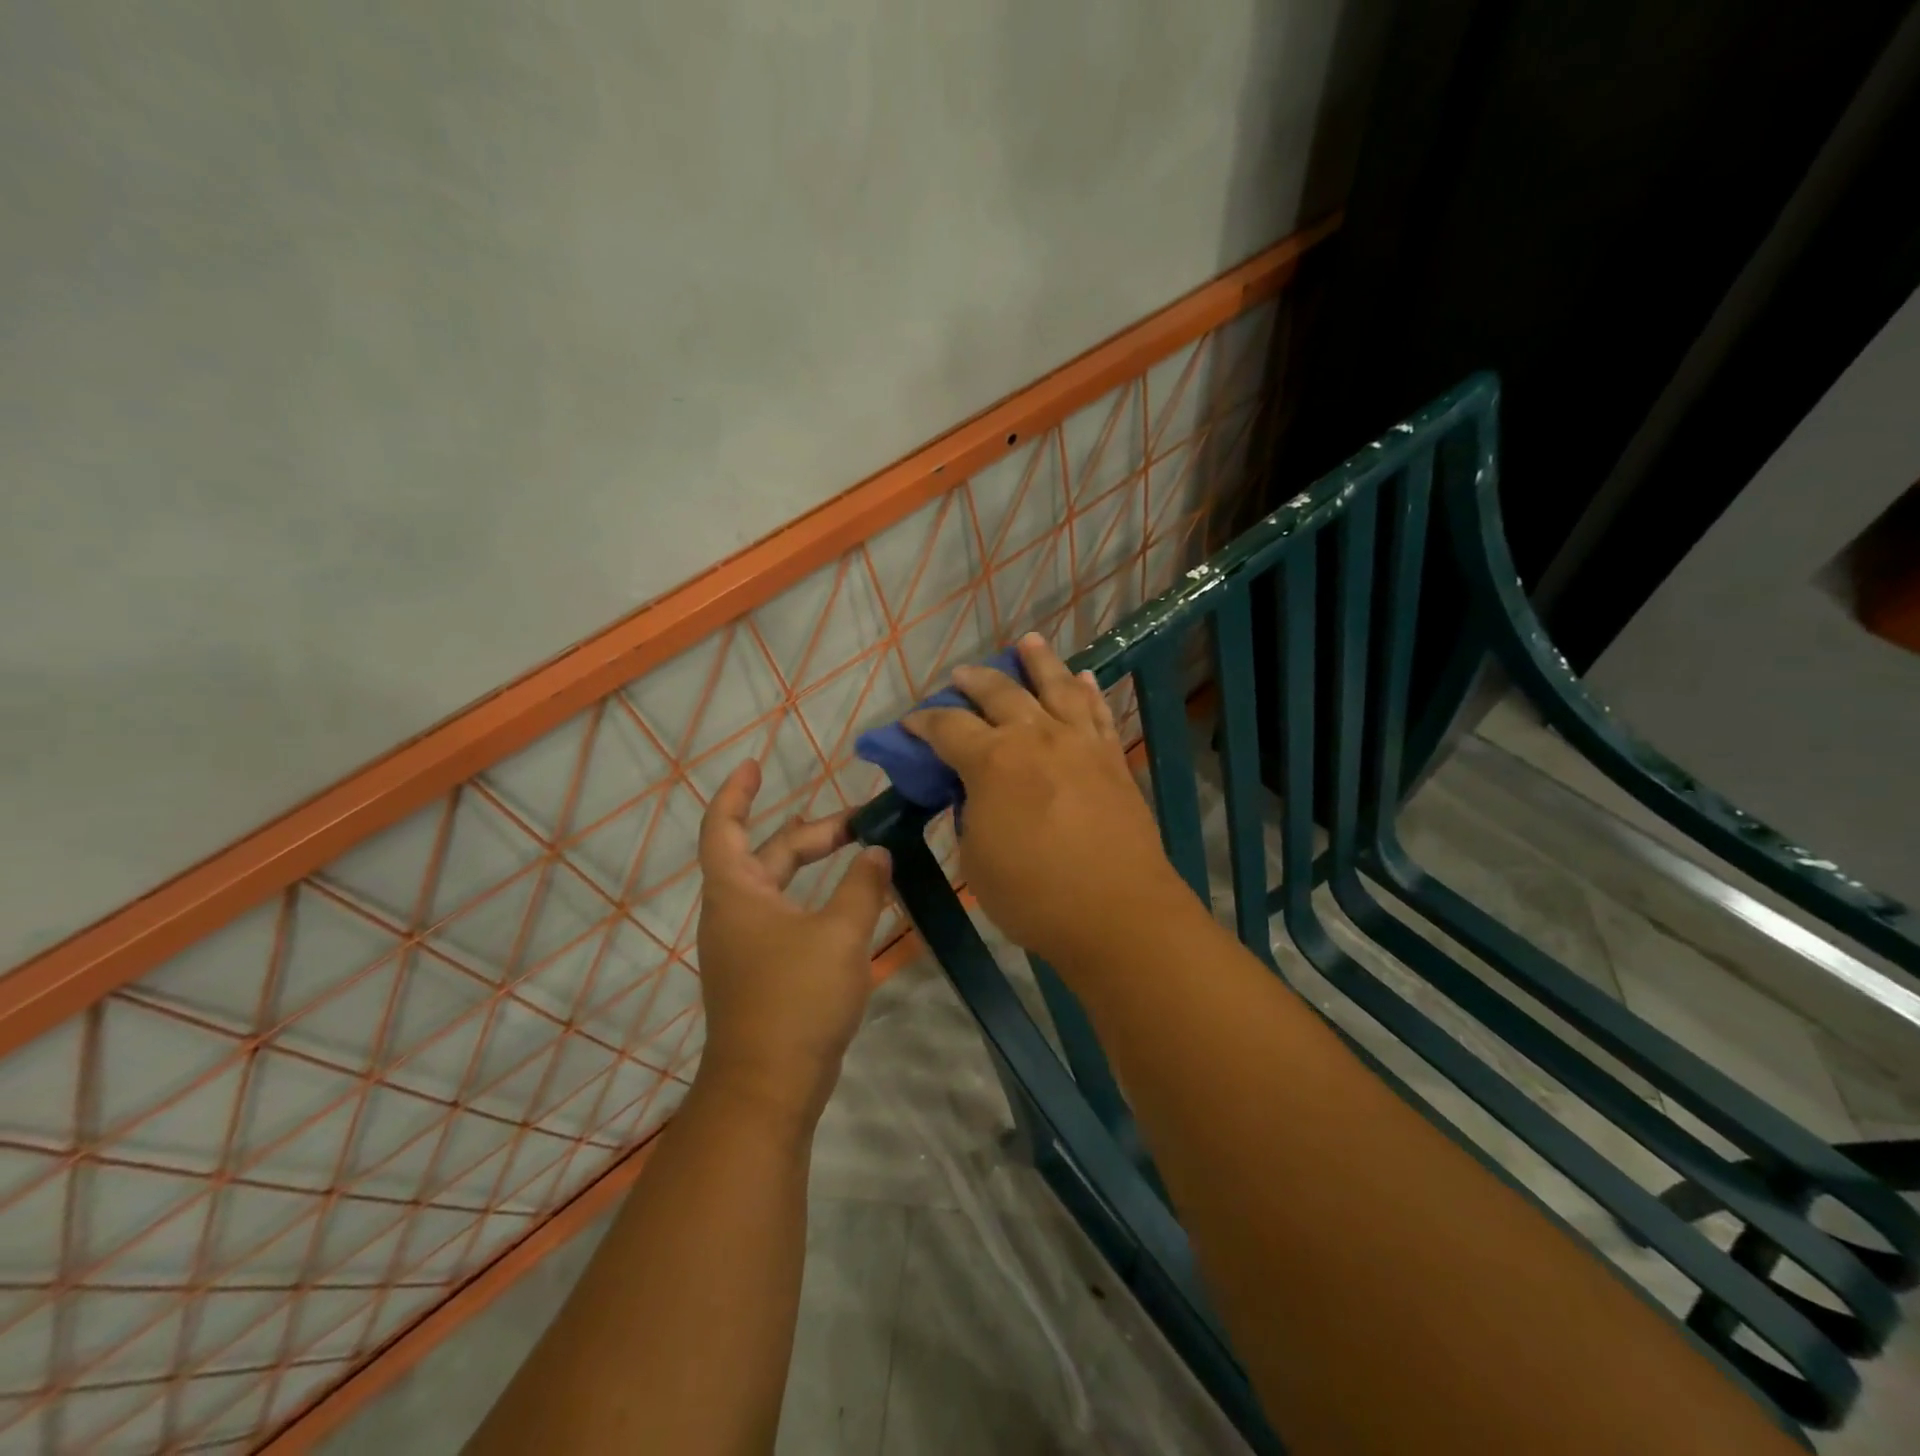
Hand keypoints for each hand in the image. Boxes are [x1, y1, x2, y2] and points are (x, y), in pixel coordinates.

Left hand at [694, 760, 892, 1125]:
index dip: (737, 793)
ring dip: (818, 866)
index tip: (756, 764)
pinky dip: (818, 900)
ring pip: (782, 888)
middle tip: (863, 821)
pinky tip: (854, 904)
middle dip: (814, 833)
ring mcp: (748, 945)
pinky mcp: (765, 972)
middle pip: (769, 855)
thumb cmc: (796, 998)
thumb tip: (877, 852)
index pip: (723, 827)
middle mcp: (735, 912)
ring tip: (862, 852)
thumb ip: (862, 886)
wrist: (770, 1086)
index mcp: (737, 892)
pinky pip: (790, 918)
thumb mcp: (840, 934)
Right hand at [905, 633, 1193, 968]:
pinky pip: (1098, 711)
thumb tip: (976, 795)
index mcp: (992, 761)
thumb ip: (970, 816)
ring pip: (1056, 685)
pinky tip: (1082, 677)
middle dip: (974, 680)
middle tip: (960, 676)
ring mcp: (1079, 743)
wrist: (1117, 912)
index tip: (910, 725)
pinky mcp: (1111, 758)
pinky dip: (1087, 690)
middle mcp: (1035, 737)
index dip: (923, 723)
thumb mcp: (976, 859)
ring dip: (1038, 660)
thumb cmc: (1034, 895)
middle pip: (1000, 692)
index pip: (947, 728)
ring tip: (1027, 641)